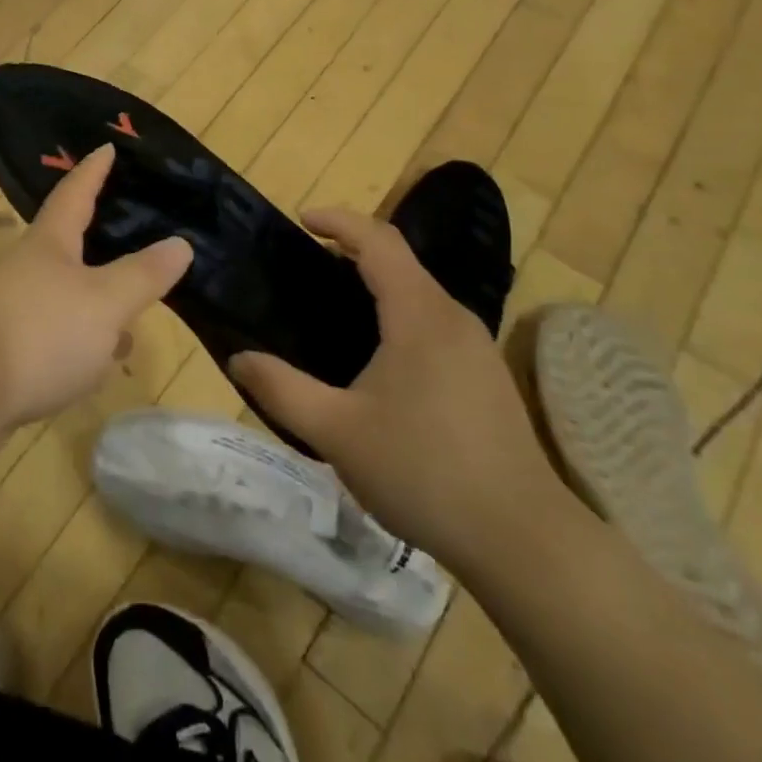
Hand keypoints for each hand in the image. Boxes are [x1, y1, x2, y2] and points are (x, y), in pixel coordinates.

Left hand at [0, 143, 192, 430]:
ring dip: (92, 310)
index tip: (106, 147)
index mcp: (49, 245)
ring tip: (126, 331)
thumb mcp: (105, 301)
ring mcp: (7, 313)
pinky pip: (48, 340)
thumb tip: (180, 243)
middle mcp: (24, 270)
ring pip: (61, 301)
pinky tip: (90, 371)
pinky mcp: (0, 355)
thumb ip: (143, 275)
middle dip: (99, 252)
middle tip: (132, 247)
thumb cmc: (39, 331)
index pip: (75, 195)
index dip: (93, 171)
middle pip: (65, 250)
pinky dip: (75, 347)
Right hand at [230, 208, 562, 577]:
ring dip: (377, 283)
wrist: (524, 541)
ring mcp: (477, 346)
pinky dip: (398, 312)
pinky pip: (434, 321)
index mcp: (419, 314)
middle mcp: (452, 317)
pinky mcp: (487, 375)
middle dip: (352, 249)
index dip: (338, 221)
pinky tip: (379, 357)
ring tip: (334, 307)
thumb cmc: (424, 472)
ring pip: (419, 292)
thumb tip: (238, 359)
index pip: (377, 241)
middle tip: (307, 264)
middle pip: (400, 260)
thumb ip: (282, 389)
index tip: (301, 220)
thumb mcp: (337, 432)